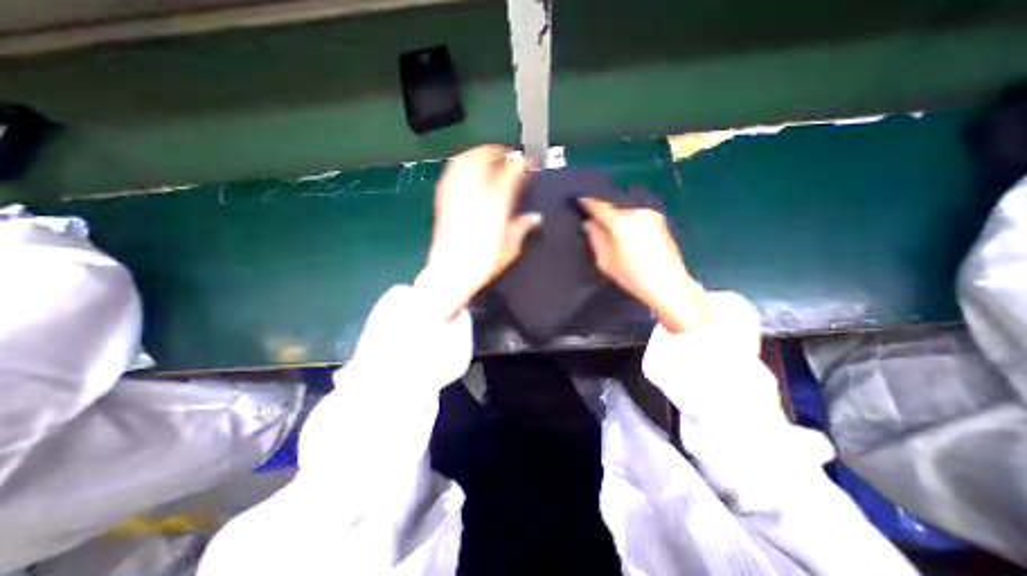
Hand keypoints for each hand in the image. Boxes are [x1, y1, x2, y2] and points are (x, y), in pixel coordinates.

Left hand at [411, 144, 540, 318]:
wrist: (451, 272)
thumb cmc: (484, 261)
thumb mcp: (511, 246)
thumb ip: (523, 227)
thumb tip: (535, 217)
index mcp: (496, 203)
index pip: (511, 173)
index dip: (522, 164)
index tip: (530, 163)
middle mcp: (475, 192)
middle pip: (485, 158)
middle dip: (498, 152)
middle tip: (509, 157)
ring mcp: (456, 194)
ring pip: (466, 160)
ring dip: (479, 154)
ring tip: (489, 159)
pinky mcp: (443, 199)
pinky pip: (452, 172)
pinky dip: (462, 165)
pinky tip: (468, 170)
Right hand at [580, 198, 712, 332]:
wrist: (669, 284)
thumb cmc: (632, 276)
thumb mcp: (605, 261)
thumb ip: (595, 238)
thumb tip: (589, 223)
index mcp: (621, 222)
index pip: (599, 206)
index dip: (588, 202)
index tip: (579, 200)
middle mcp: (636, 212)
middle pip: (614, 207)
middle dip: (604, 213)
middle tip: (595, 220)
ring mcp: (651, 215)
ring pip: (627, 212)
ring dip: (618, 217)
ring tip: (612, 229)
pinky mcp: (660, 221)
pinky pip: (637, 216)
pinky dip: (629, 221)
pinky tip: (628, 234)